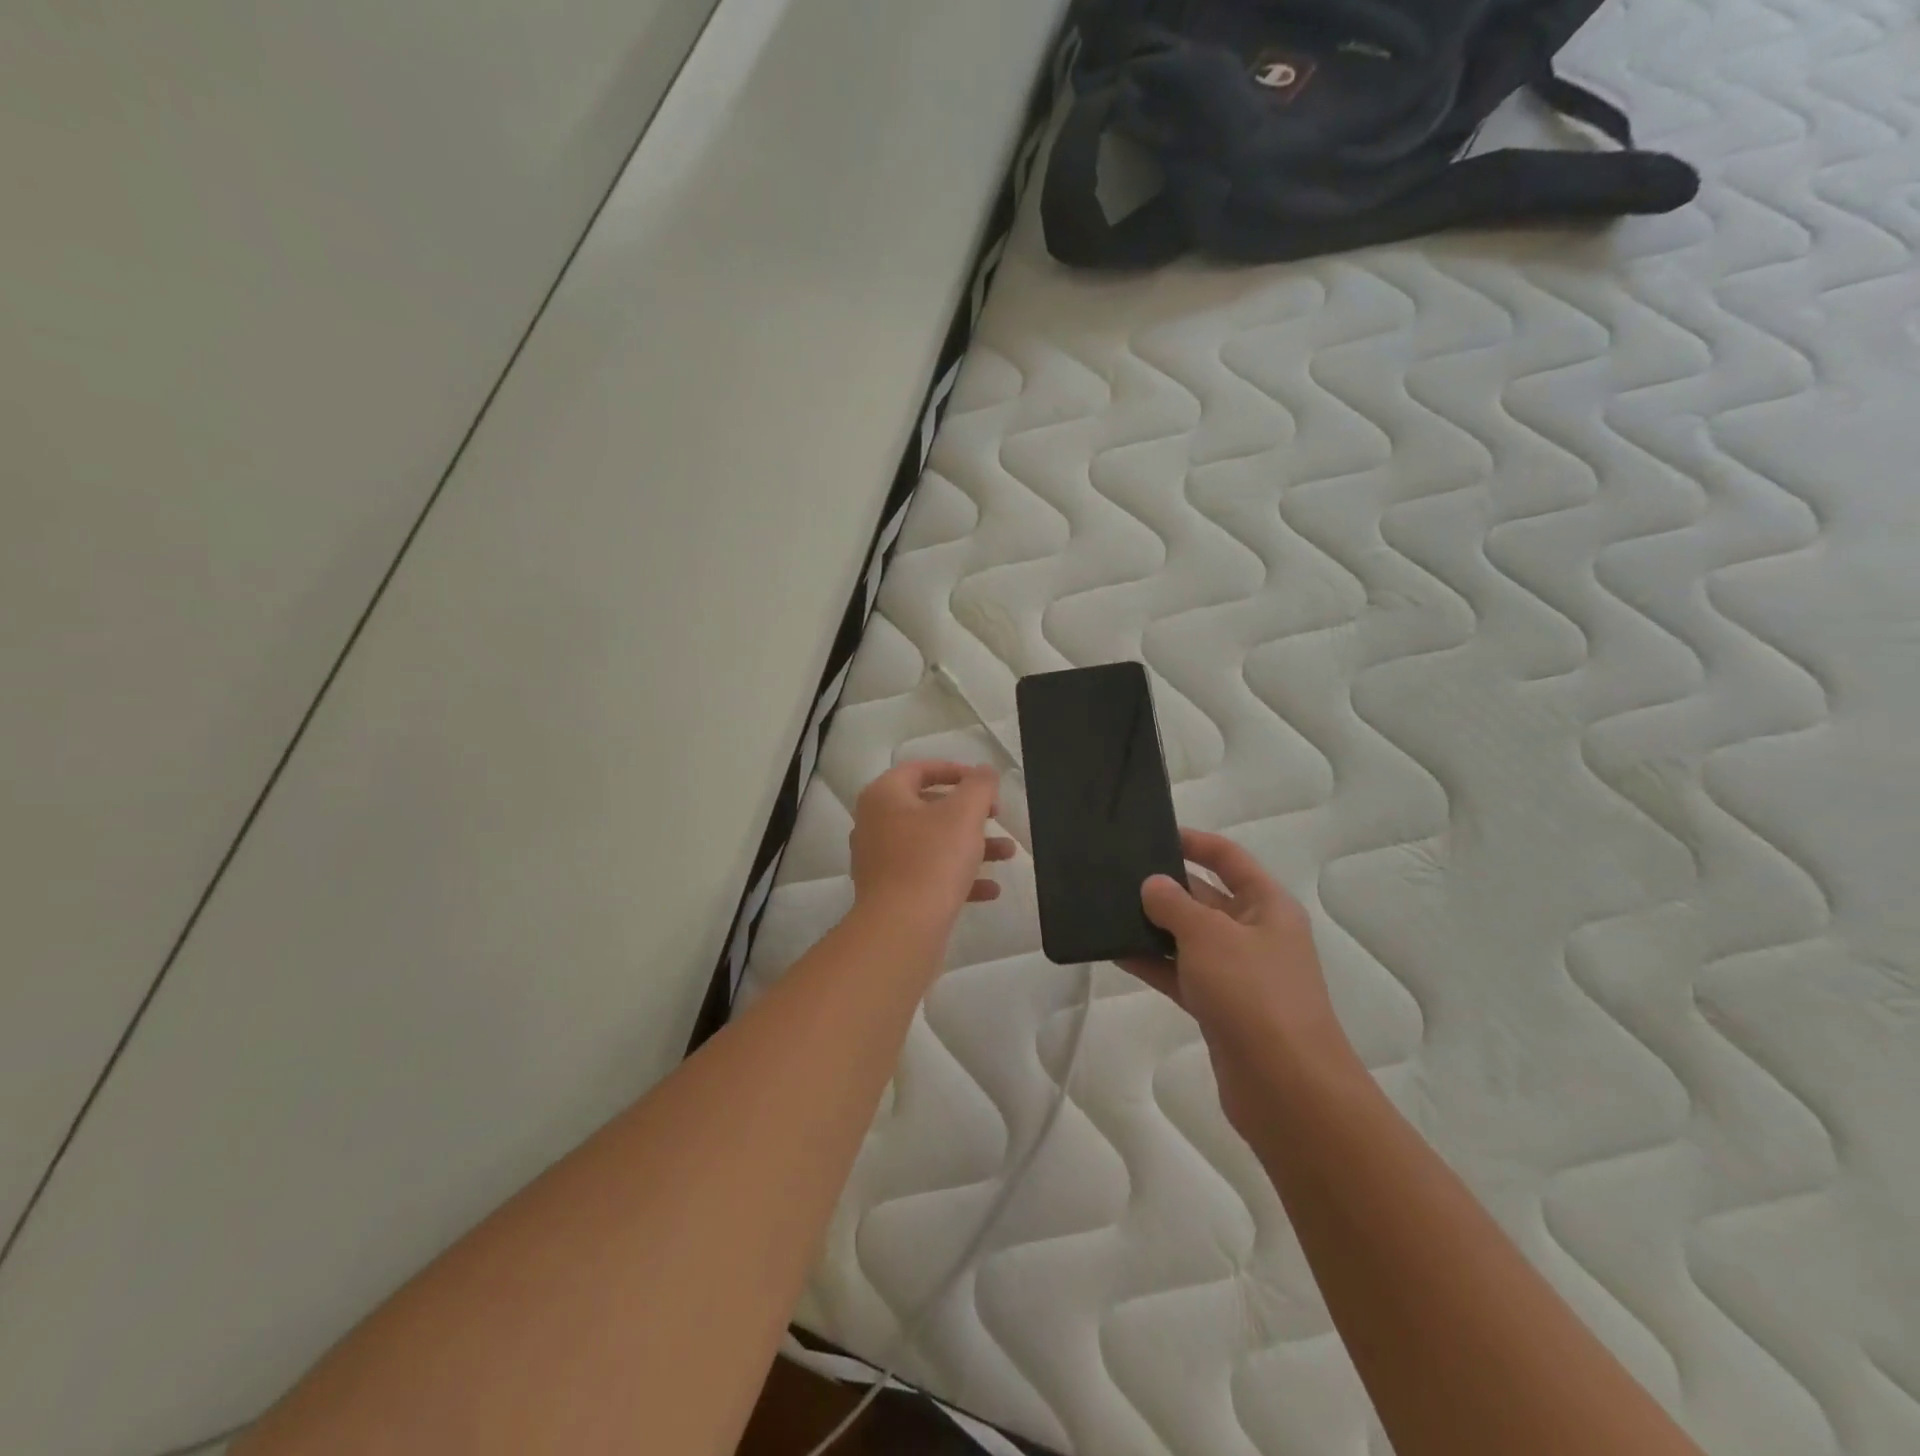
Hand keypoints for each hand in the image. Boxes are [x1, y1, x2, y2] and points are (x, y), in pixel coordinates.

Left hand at [849, 761, 1014, 928]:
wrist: (901, 929)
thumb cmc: (932, 860)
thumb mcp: (964, 814)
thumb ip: (979, 786)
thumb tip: (984, 770)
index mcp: (884, 796)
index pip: (919, 769)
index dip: (955, 771)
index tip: (984, 783)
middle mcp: (875, 824)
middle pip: (927, 807)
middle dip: (969, 813)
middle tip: (996, 816)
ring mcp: (880, 861)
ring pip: (931, 844)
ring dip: (971, 846)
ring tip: (1007, 854)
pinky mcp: (890, 893)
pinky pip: (927, 875)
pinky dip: (958, 877)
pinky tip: (991, 890)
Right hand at [1122, 829, 1355, 1134]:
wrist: (1286, 1087)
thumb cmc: (1253, 993)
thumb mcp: (1209, 936)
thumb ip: (1175, 904)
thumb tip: (1153, 885)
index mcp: (1267, 906)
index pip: (1230, 860)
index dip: (1196, 843)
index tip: (1154, 836)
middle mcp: (1256, 935)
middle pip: (1207, 898)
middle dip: (1167, 887)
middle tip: (1118, 875)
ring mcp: (1238, 974)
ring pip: (1190, 939)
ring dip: (1155, 927)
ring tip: (1108, 910)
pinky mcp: (1220, 1008)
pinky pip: (1181, 974)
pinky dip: (1154, 963)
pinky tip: (1117, 952)